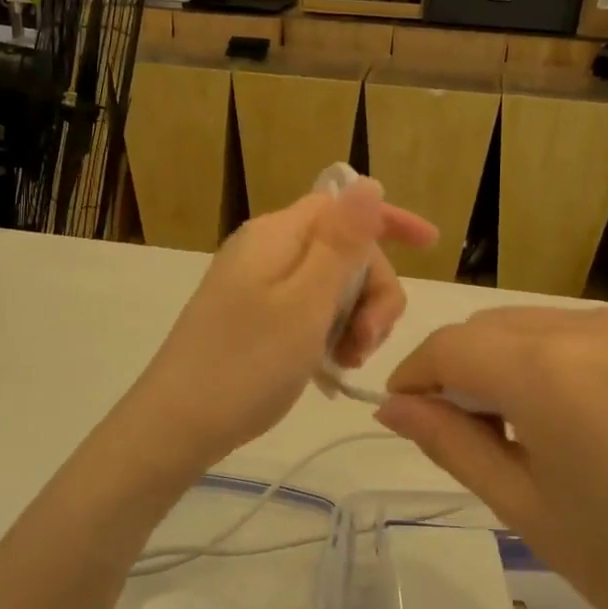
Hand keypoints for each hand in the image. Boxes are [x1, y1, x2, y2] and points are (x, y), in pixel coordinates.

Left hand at [119, 180, 435, 478]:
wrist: (177, 426)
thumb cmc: (247, 363)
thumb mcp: (306, 302)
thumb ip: (341, 242)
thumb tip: (368, 183)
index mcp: (278, 235)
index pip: (343, 205)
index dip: (388, 222)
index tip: (430, 246)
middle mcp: (267, 250)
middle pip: (343, 250)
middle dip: (372, 291)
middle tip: (369, 341)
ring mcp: (258, 285)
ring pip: (331, 285)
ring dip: (355, 318)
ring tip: (348, 360)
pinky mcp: (254, 317)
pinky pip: (309, 311)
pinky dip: (329, 333)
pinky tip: (331, 366)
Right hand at [377, 307, 607, 608]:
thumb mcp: (527, 510)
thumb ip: (450, 443)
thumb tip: (392, 406)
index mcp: (552, 374)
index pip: (454, 346)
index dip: (417, 373)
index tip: (404, 409)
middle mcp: (597, 327)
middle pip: (496, 326)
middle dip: (464, 367)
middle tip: (463, 428)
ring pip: (544, 323)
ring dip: (515, 360)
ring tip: (529, 427)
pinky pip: (596, 331)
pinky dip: (567, 358)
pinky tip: (588, 415)